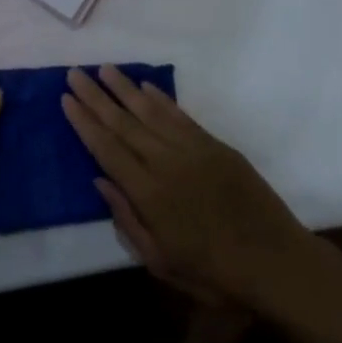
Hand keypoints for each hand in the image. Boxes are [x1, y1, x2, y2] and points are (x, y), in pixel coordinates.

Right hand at [62, 66, 315, 310]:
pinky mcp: (216, 146)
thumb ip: (128, 220)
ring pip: (151, 112)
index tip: (66, 99)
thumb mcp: (161, 262)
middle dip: (96, 97)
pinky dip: (162, 100)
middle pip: (123, 123)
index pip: (107, 149)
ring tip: (104, 69)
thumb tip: (101, 181)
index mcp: (149, 194)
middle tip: (75, 73)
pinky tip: (146, 87)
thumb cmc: (214, 273)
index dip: (84, 123)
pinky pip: (181, 116)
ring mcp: (193, 150)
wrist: (276, 262)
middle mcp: (166, 163)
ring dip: (125, 89)